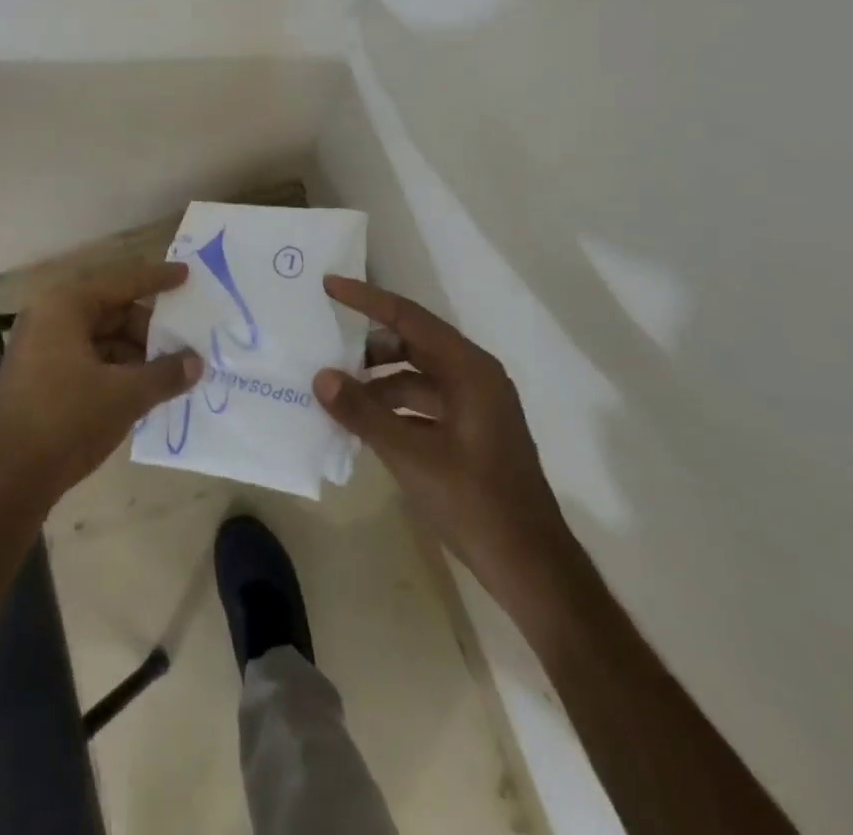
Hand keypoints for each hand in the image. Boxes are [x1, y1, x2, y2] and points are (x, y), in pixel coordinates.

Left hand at [0, 261, 201, 513]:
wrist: (8, 482)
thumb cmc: (67, 422)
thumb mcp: (125, 395)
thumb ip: (165, 373)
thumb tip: (196, 362)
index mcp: (64, 306)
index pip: (121, 281)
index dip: (157, 279)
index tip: (187, 275)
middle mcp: (48, 317)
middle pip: (111, 309)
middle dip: (148, 326)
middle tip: (184, 340)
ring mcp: (40, 347)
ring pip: (100, 336)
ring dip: (135, 350)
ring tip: (169, 369)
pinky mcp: (39, 375)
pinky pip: (87, 357)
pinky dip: (115, 366)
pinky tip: (142, 386)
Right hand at [315, 277, 572, 600]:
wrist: (532, 568)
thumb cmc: (476, 503)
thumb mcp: (412, 457)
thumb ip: (363, 413)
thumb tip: (321, 377)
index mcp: (469, 369)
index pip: (409, 318)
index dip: (367, 299)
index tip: (330, 285)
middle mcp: (475, 376)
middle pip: (414, 343)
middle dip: (370, 345)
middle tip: (327, 347)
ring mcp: (476, 405)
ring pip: (417, 375)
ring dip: (379, 381)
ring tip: (338, 393)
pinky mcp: (471, 431)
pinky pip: (424, 402)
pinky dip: (394, 406)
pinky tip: (365, 424)